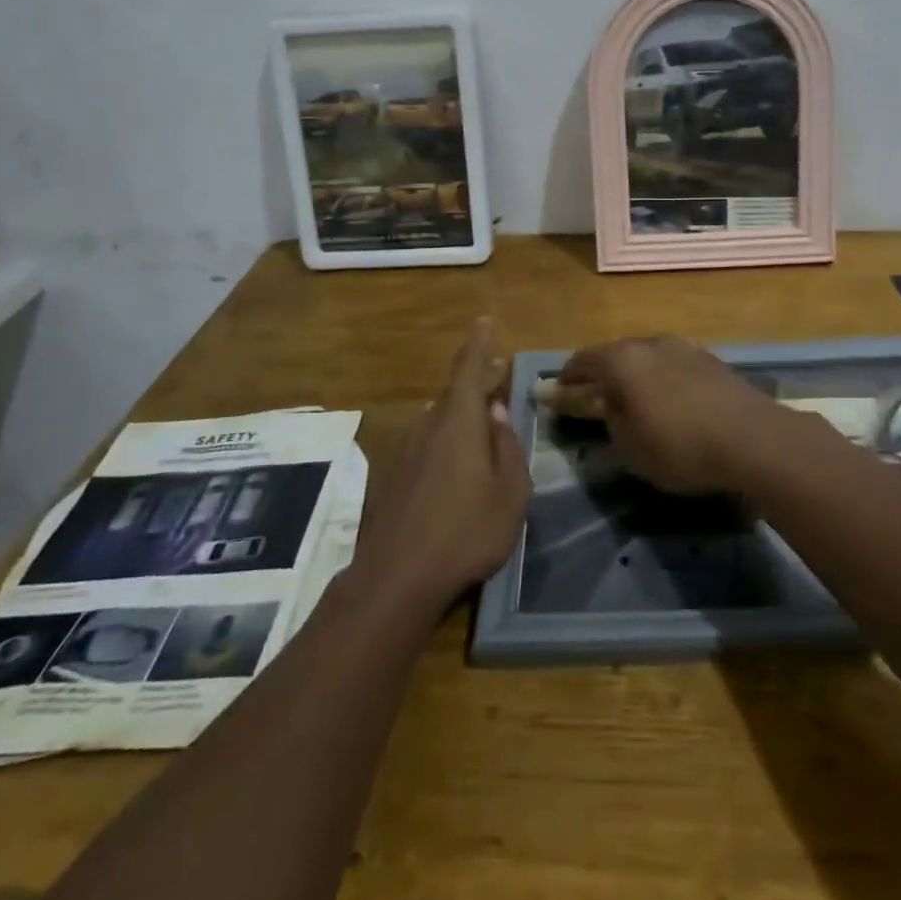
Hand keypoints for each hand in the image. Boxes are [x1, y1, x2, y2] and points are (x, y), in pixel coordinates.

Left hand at [353, 319, 530, 617]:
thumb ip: (507, 447)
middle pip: (454, 392)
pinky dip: (444, 437)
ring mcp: (404, 450)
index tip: (483, 321)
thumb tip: (498, 412)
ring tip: (481, 417)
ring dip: (461, 411)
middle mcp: (427, 425)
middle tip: (497, 372)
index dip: (478, 344)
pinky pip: (424, 442)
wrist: (396, 578)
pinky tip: (453, 460)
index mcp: (459, 422)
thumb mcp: (510, 493)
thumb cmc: (466, 532)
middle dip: (477, 380)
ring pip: (438, 418)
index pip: (468, 368)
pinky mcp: (390, 476)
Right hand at [558, 335, 791, 493]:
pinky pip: (674, 366)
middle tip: (596, 399)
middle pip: (616, 354)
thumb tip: (607, 408)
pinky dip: (664, 380)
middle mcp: (650, 343)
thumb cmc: (679, 445)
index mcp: (622, 359)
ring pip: (648, 358)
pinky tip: (671, 403)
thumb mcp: (629, 447)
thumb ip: (610, 422)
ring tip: (636, 402)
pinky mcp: (712, 360)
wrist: (753, 438)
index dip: (568, 379)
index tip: (559, 393)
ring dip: (637, 376)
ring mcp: (685, 347)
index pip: (583, 361)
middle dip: (603, 375)